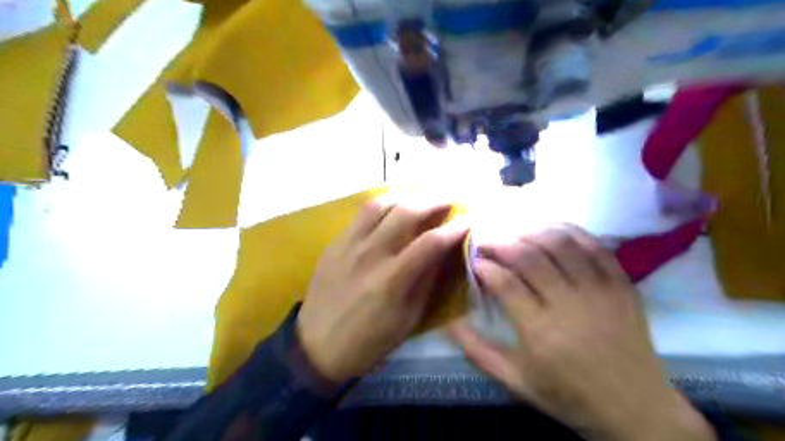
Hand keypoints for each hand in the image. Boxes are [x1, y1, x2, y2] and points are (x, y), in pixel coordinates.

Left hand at [294, 194, 464, 384]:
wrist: (316, 346)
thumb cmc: (368, 341)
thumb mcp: (407, 319)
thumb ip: (426, 280)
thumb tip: (443, 251)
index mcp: (391, 280)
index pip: (431, 242)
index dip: (454, 228)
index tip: (468, 220)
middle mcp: (370, 254)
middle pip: (406, 213)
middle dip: (433, 201)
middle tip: (449, 199)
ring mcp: (348, 244)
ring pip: (381, 204)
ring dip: (407, 197)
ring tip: (422, 199)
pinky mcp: (335, 242)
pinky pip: (361, 213)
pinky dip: (383, 205)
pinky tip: (393, 208)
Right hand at [448, 225, 712, 440]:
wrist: (636, 409)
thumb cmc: (569, 396)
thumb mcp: (516, 382)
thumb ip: (478, 351)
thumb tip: (448, 322)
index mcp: (541, 332)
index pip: (505, 282)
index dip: (484, 265)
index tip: (475, 260)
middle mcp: (570, 305)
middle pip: (530, 256)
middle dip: (501, 243)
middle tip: (487, 241)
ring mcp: (600, 291)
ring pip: (560, 244)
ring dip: (531, 232)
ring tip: (515, 234)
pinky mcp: (622, 285)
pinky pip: (595, 246)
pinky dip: (569, 231)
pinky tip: (550, 229)